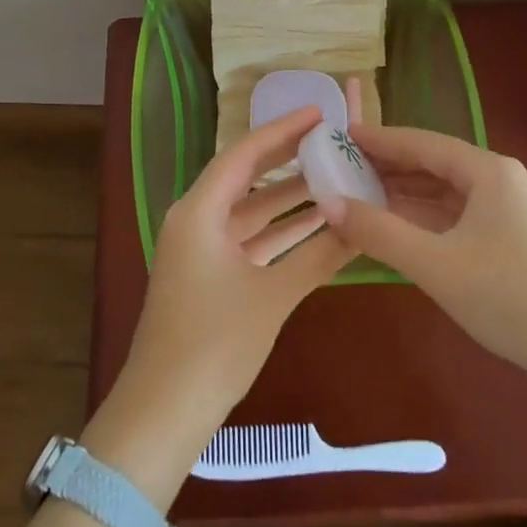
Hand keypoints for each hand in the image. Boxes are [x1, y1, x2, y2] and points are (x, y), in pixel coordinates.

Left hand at [110, 108, 348, 450]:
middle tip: (332, 140)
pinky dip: (280, 232)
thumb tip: (363, 225)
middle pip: (247, 177)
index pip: (244, 155)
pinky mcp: (209, 275)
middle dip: (289, 159)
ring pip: (251, 211)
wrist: (164, 412)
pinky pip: (249, 239)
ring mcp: (201, 249)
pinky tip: (318, 227)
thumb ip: (319, 256)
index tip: (319, 114)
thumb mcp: (272, 296)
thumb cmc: (214, 344)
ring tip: (335, 177)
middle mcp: (196, 220)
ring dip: (289, 199)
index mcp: (199, 212)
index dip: (282, 130)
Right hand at [315, 123, 526, 384]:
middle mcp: (501, 183)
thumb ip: (379, 232)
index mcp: (489, 172)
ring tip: (361, 196)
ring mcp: (510, 214)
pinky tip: (398, 230)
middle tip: (344, 168)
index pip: (423, 143)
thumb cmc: (509, 296)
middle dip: (390, 168)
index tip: (343, 135)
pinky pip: (458, 219)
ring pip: (447, 195)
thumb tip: (329, 203)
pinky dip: (426, 221)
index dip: (381, 139)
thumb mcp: (436, 264)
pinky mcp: (513, 244)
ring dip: (406, 196)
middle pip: (435, 166)